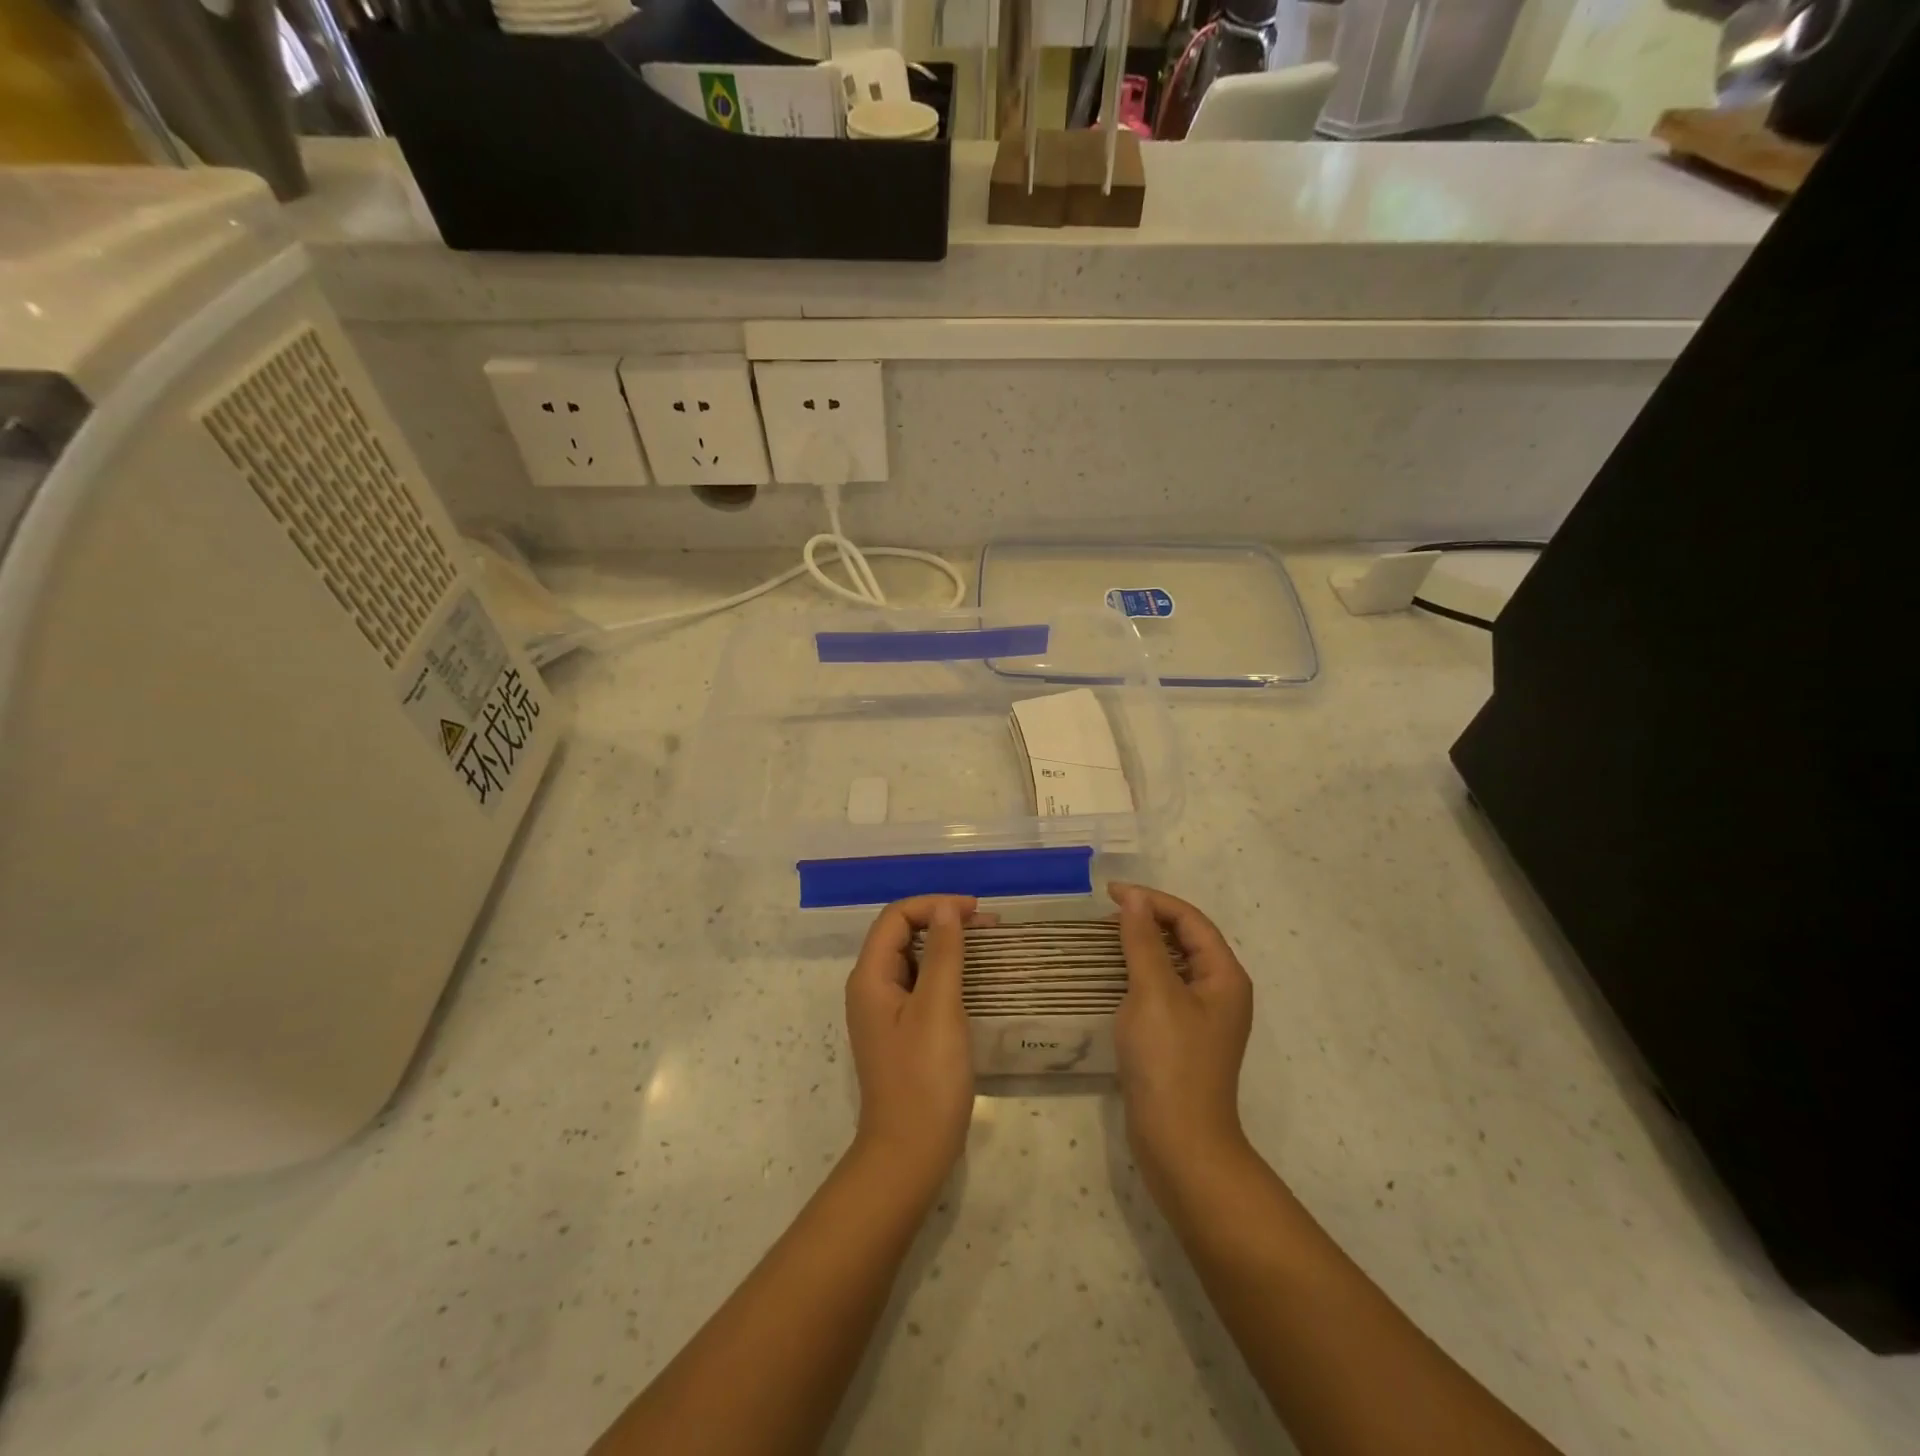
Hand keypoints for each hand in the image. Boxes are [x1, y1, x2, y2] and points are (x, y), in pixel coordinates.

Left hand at [844, 895, 977, 1195]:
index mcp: (871, 977)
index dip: (934, 905)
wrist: (911, 1152)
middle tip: (989, 927)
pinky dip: (947, 973)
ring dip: (948, 946)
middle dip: (943, 922)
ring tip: (987, 947)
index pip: (896, 917)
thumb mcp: (938, 1008)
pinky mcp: (902, 1031)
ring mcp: (885, 1012)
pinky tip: (974, 980)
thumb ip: (943, 954)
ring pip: (915, 960)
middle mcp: (872, 988)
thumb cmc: (925, 1077)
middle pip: (903, 935)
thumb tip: (946, 909)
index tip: (976, 912)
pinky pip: (922, 986)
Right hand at [1110, 883, 1254, 1201]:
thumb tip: (1135, 899)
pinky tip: (1116, 975)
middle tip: (1107, 913)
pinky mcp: (1183, 1037)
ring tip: (1107, 936)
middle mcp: (1220, 992)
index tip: (1110, 893)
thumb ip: (1144, 941)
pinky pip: (1164, 988)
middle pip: (1186, 939)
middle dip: (1149, 919)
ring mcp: (1203, 1017)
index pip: (1190, 920)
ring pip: (1173, 964)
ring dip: (1143, 944)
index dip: (1152, 900)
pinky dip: (1141, 972)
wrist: (1179, 1141)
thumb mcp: (1154, 992)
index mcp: (1224, 976)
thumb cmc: (1169, 1060)